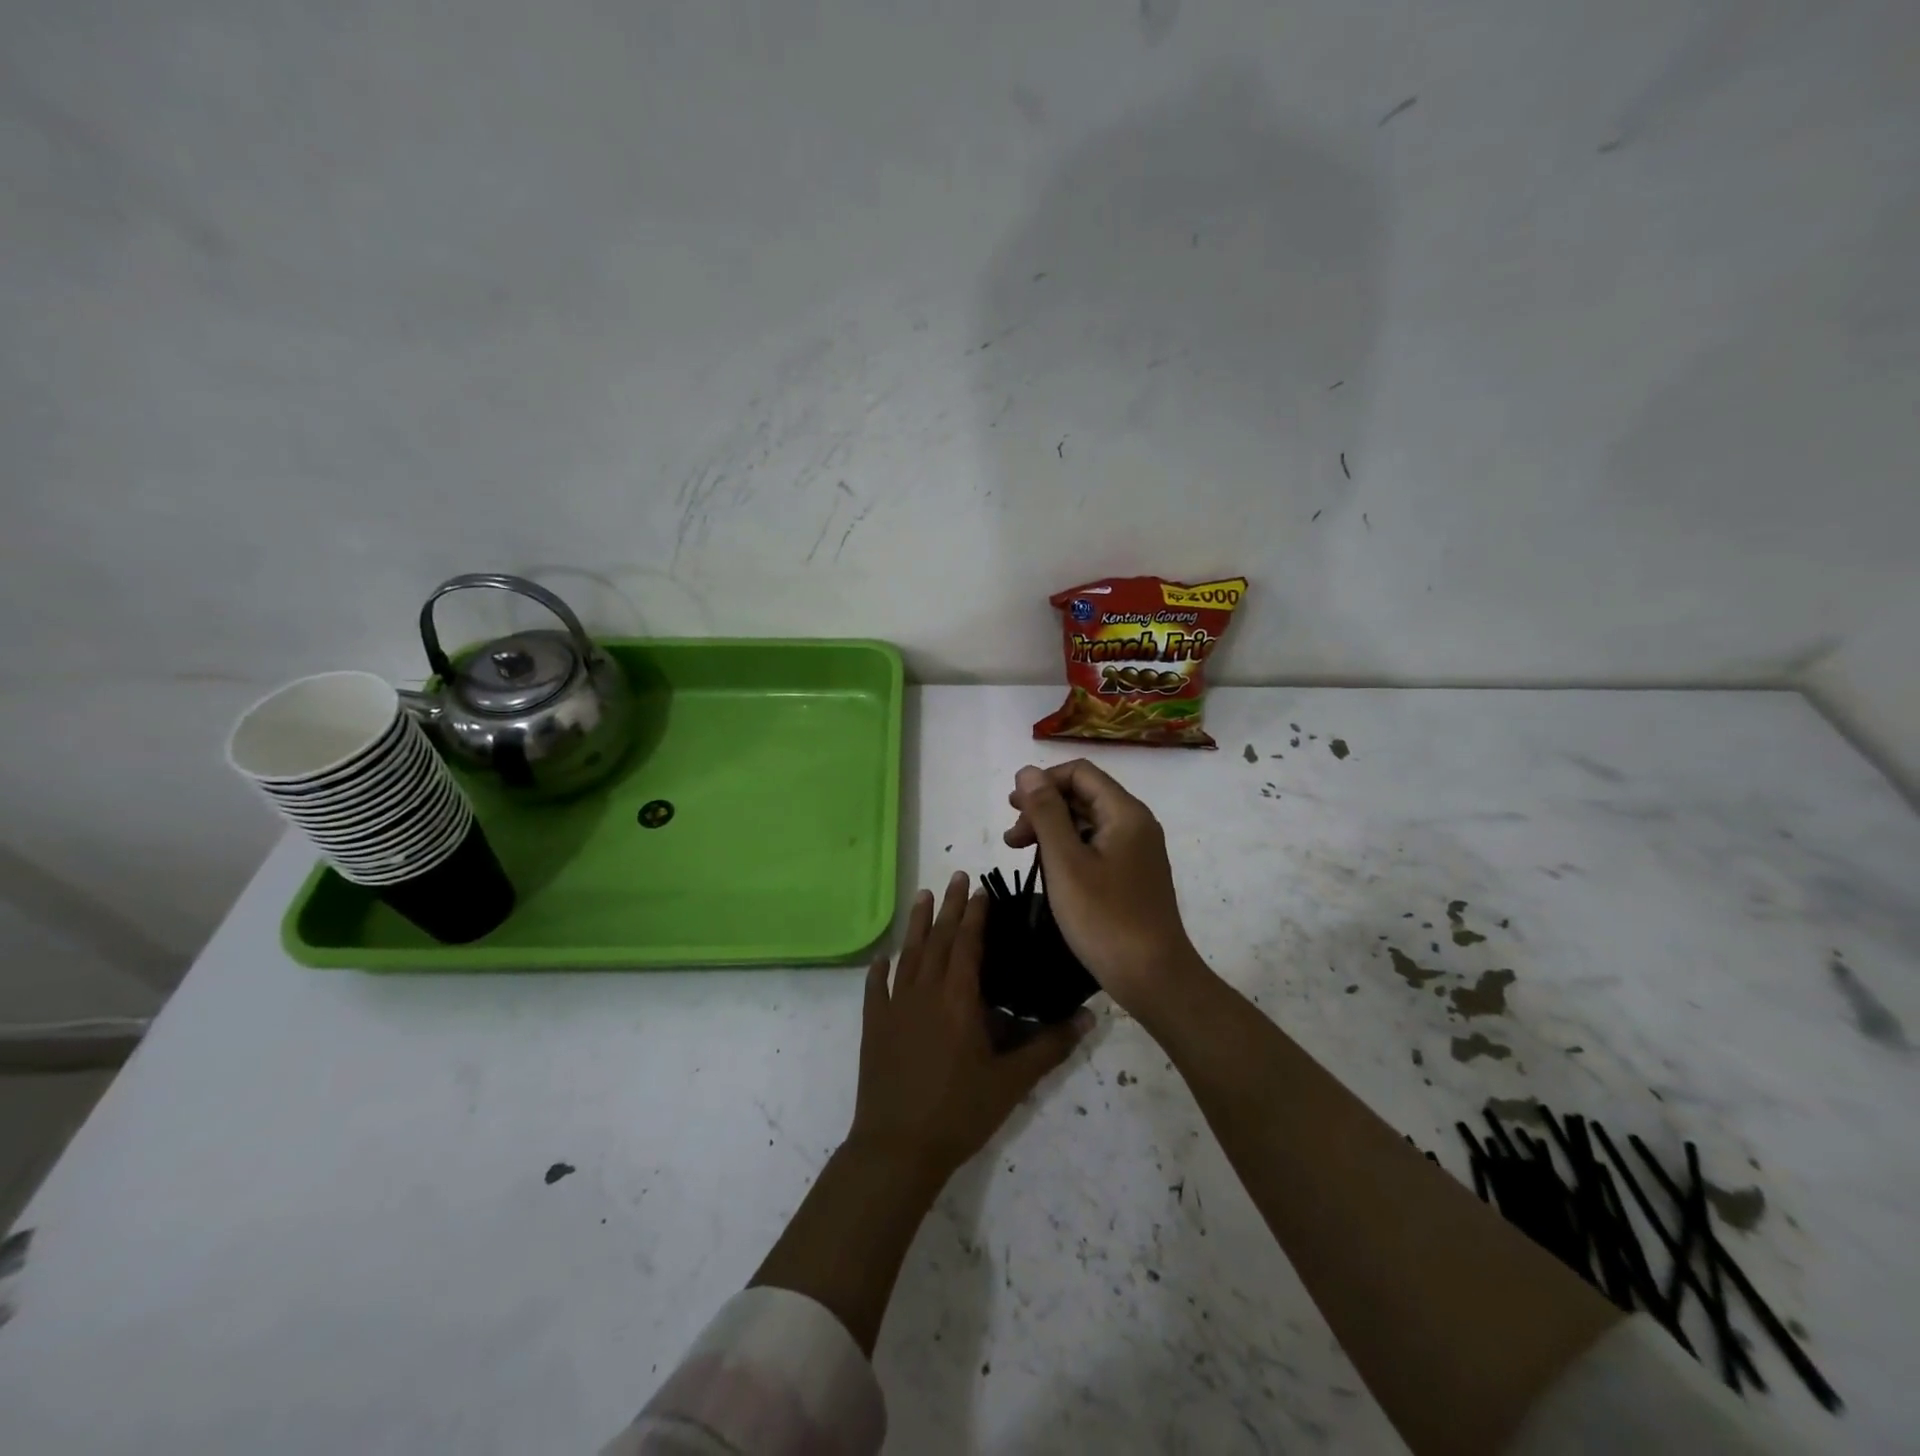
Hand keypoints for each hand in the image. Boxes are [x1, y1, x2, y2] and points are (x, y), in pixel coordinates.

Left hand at [848, 871, 1091, 1185]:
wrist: (897, 1147)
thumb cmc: (959, 1112)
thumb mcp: (1011, 1082)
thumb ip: (1049, 1046)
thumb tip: (1089, 1018)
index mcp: (958, 998)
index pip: (967, 943)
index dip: (975, 915)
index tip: (981, 889)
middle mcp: (924, 991)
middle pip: (937, 938)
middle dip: (948, 906)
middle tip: (956, 876)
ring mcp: (895, 1007)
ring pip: (908, 954)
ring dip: (916, 924)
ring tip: (922, 895)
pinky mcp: (875, 1026)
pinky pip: (877, 989)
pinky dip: (881, 970)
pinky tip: (883, 958)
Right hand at [1005, 761, 1205, 1017]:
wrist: (1152, 976)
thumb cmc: (1104, 917)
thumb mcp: (1065, 861)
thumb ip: (1045, 812)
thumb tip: (1028, 771)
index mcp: (1125, 812)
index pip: (1080, 773)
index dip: (1043, 782)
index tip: (1012, 808)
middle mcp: (1136, 824)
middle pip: (1083, 795)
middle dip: (1043, 807)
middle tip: (1012, 837)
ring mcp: (1137, 851)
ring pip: (1087, 822)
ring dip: (1052, 830)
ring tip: (1021, 852)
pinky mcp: (1132, 875)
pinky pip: (1096, 846)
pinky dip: (1068, 850)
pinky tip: (1049, 870)